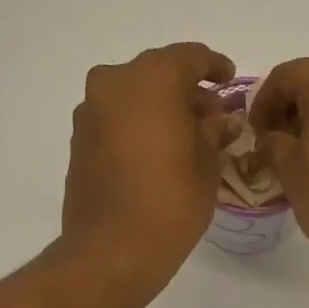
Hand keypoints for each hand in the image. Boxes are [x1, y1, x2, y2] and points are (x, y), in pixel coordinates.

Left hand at [60, 42, 233, 300]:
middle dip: (187, 91)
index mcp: (152, 79)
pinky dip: (139, 125)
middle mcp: (114, 83)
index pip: (190, 57)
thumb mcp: (208, 165)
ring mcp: (91, 111)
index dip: (215, 66)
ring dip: (161, 108)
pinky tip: (158, 153)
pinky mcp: (79, 139)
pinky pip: (116, 118)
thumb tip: (223, 120)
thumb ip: (215, 132)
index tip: (229, 81)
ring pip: (134, 95)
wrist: (112, 250)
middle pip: (158, 73)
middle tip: (213, 118)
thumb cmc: (172, 202)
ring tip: (187, 139)